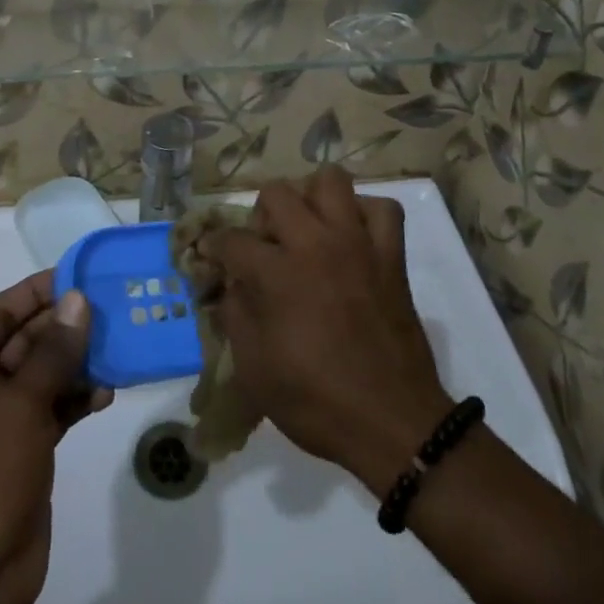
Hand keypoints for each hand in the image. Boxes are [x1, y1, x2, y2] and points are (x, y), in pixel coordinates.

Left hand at [0, 272, 111, 603]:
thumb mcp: (20, 406)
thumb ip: (53, 351)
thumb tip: (77, 300)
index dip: (35, 293)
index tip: (77, 276)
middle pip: (24, 341)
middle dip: (64, 327)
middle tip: (109, 309)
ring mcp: (0, 420)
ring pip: (43, 374)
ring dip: (76, 363)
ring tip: (117, 348)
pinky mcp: (23, 447)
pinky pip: (52, 407)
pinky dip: (76, 398)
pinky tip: (107, 392)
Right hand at [209, 167, 452, 493]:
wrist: (392, 423)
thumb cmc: (316, 401)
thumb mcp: (254, 369)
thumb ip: (235, 315)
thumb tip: (231, 285)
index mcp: (278, 274)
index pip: (232, 239)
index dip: (214, 247)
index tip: (211, 255)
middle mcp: (316, 244)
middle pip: (277, 193)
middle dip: (260, 216)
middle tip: (264, 247)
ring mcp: (358, 244)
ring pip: (330, 180)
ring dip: (311, 199)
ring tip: (307, 229)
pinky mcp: (391, 255)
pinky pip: (382, 209)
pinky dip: (363, 214)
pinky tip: (351, 237)